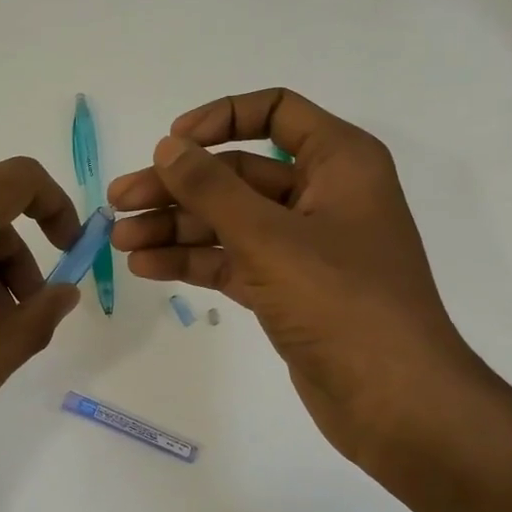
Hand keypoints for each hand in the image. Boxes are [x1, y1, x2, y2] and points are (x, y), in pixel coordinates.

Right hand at [108, 88, 483, 460]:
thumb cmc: (341, 302)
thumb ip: (212, 189)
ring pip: (228, 221)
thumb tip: (169, 146)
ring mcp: (302, 246)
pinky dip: (192, 261)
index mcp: (338, 162)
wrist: (392, 399)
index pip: (275, 112)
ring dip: (174, 228)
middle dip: (177, 187)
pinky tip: (147, 267)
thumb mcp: (269, 238)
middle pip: (237, 174)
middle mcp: (321, 195)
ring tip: (121, 242)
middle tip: (119, 202)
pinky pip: (231, 260)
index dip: (220, 118)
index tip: (171, 143)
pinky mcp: (286, 288)